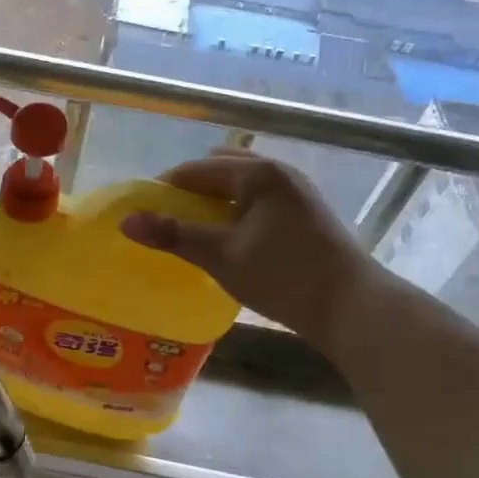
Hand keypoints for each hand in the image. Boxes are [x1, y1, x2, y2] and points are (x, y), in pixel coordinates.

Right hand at [120, 150, 381, 349]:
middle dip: (190, 190)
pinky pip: (258, 199)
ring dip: (214, 202)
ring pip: (241, 185)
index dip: (165, 189)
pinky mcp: (306, 213)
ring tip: (196, 231)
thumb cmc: (284, 276)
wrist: (353, 307)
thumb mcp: (221, 256)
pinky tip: (230, 239)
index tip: (144, 214)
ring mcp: (296, 191)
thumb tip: (125, 220)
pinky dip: (237, 211)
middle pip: (220, 169)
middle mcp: (278, 172)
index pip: (195, 169)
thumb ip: (173, 235)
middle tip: (169, 221)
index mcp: (257, 173)